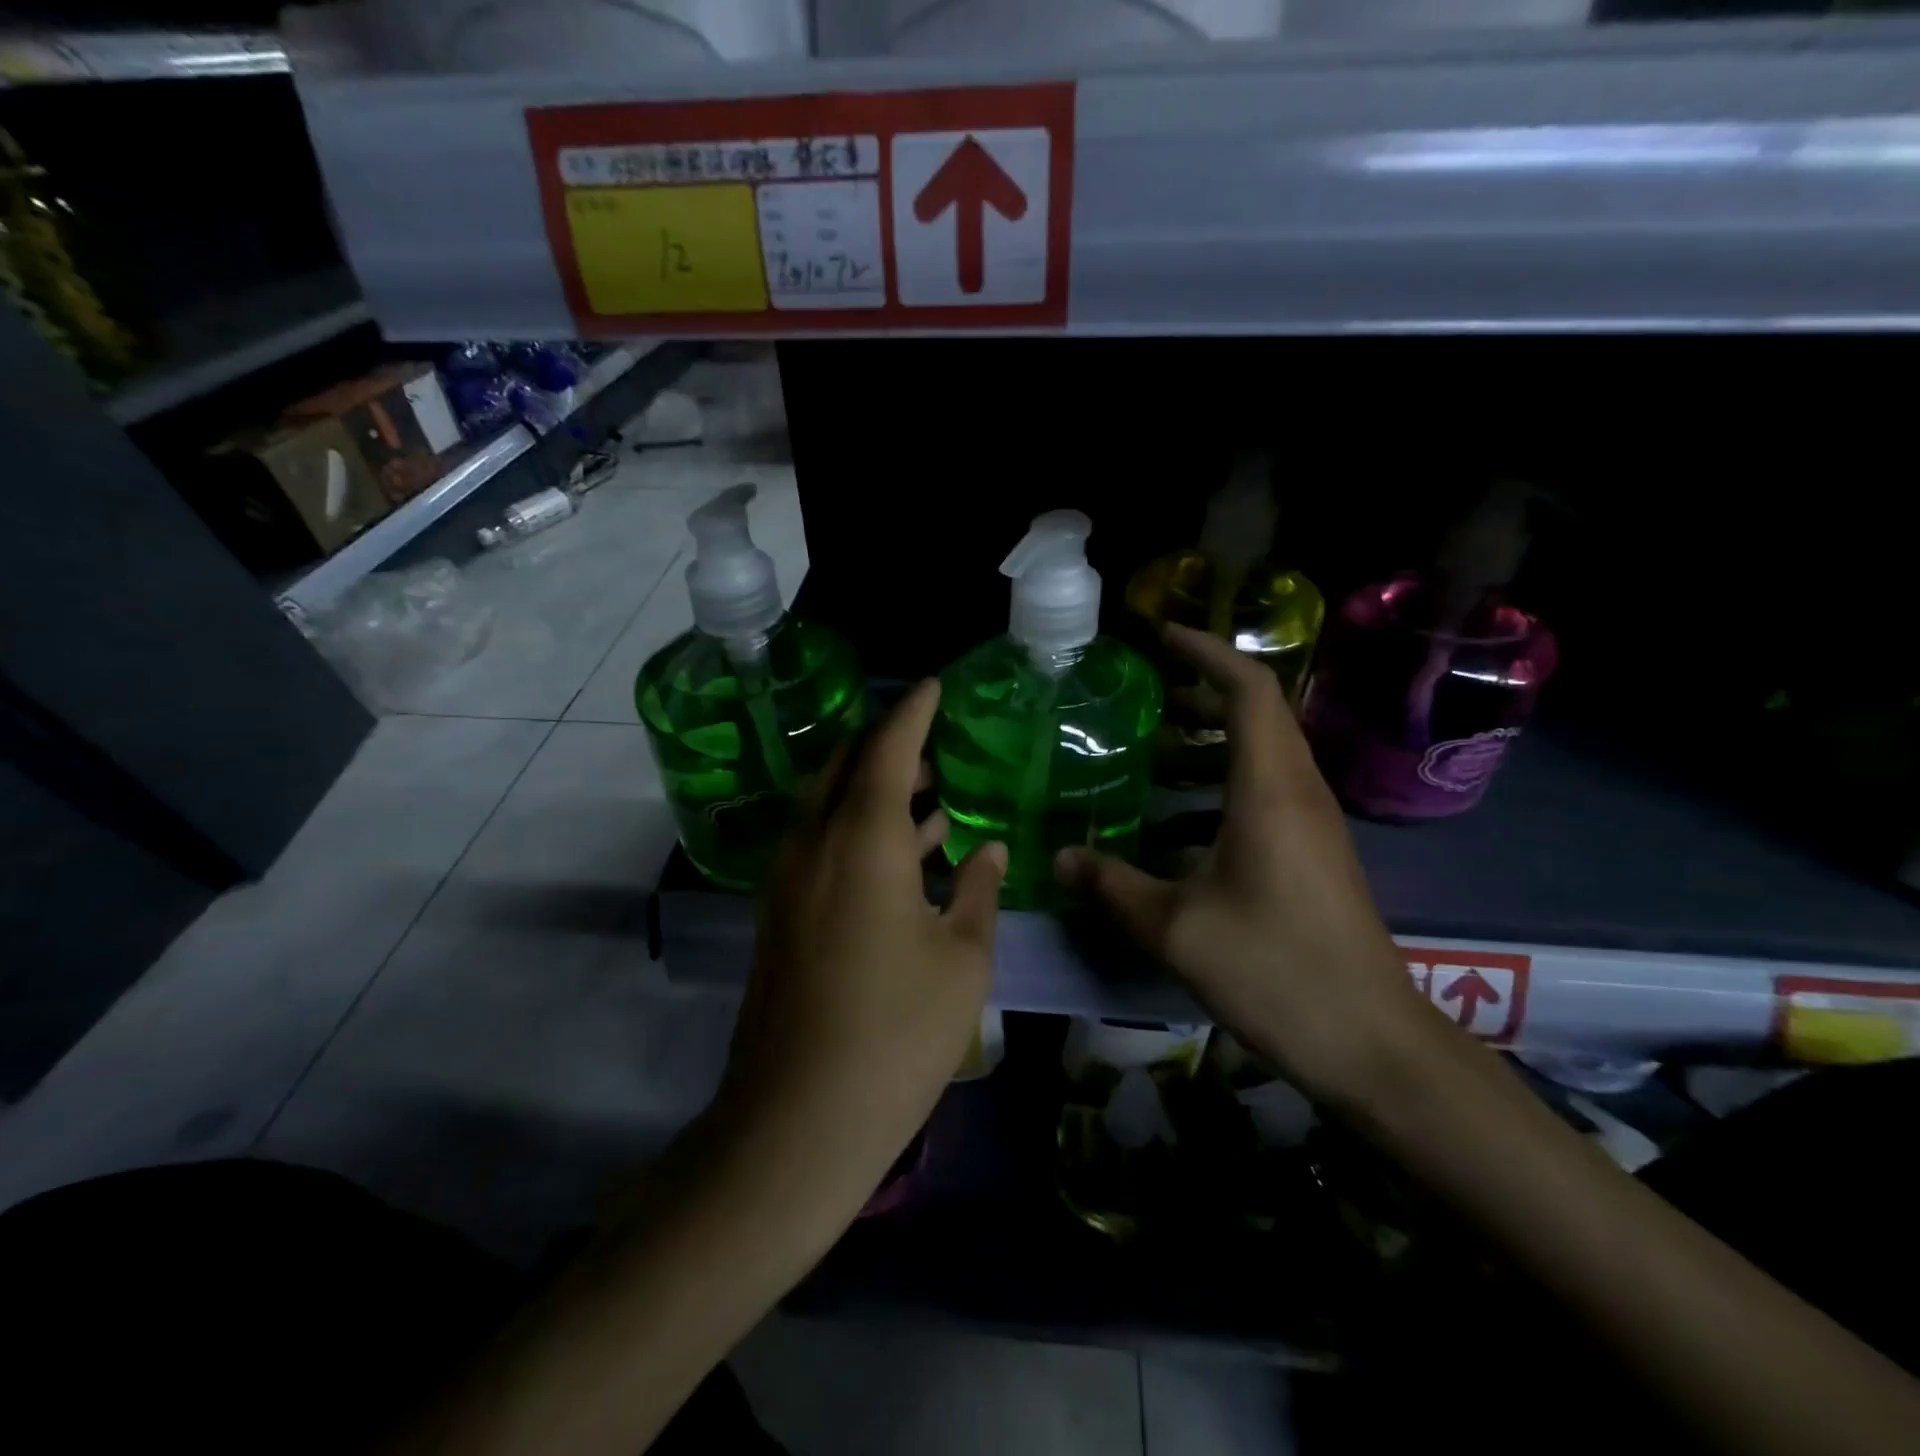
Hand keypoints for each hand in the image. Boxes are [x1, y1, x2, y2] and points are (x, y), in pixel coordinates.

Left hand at [718, 679, 1005, 1204]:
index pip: (886, 748)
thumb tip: (984, 848)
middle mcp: (813, 845)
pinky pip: (820, 844)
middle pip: (844, 767)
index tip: (936, 685)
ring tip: (929, 790)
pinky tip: (902, 852)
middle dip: (887, 745)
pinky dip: (858, 830)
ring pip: (829, 806)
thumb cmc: (895, 1034)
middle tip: (935, 741)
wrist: (797, 1122)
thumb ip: (977, 890)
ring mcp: (788, 881)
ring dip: (873, 789)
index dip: (913, 712)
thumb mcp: (961, 959)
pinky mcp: (780, 915)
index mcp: (861, 841)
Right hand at [1055, 624, 1422, 1102]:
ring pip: (1259, 754)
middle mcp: (1297, 792)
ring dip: (1206, 742)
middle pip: (1257, 712)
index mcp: (1270, 790)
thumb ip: (1113, 887)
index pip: (1248, 688)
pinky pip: (1263, 793)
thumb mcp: (1177, 930)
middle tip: (1140, 695)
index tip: (1159, 636)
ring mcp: (1311, 823)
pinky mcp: (1311, 853)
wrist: (1372, 1043)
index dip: (1205, 652)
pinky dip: (1216, 787)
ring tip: (1147, 753)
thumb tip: (1061, 860)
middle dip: (1198, 691)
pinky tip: (1172, 827)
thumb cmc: (1276, 971)